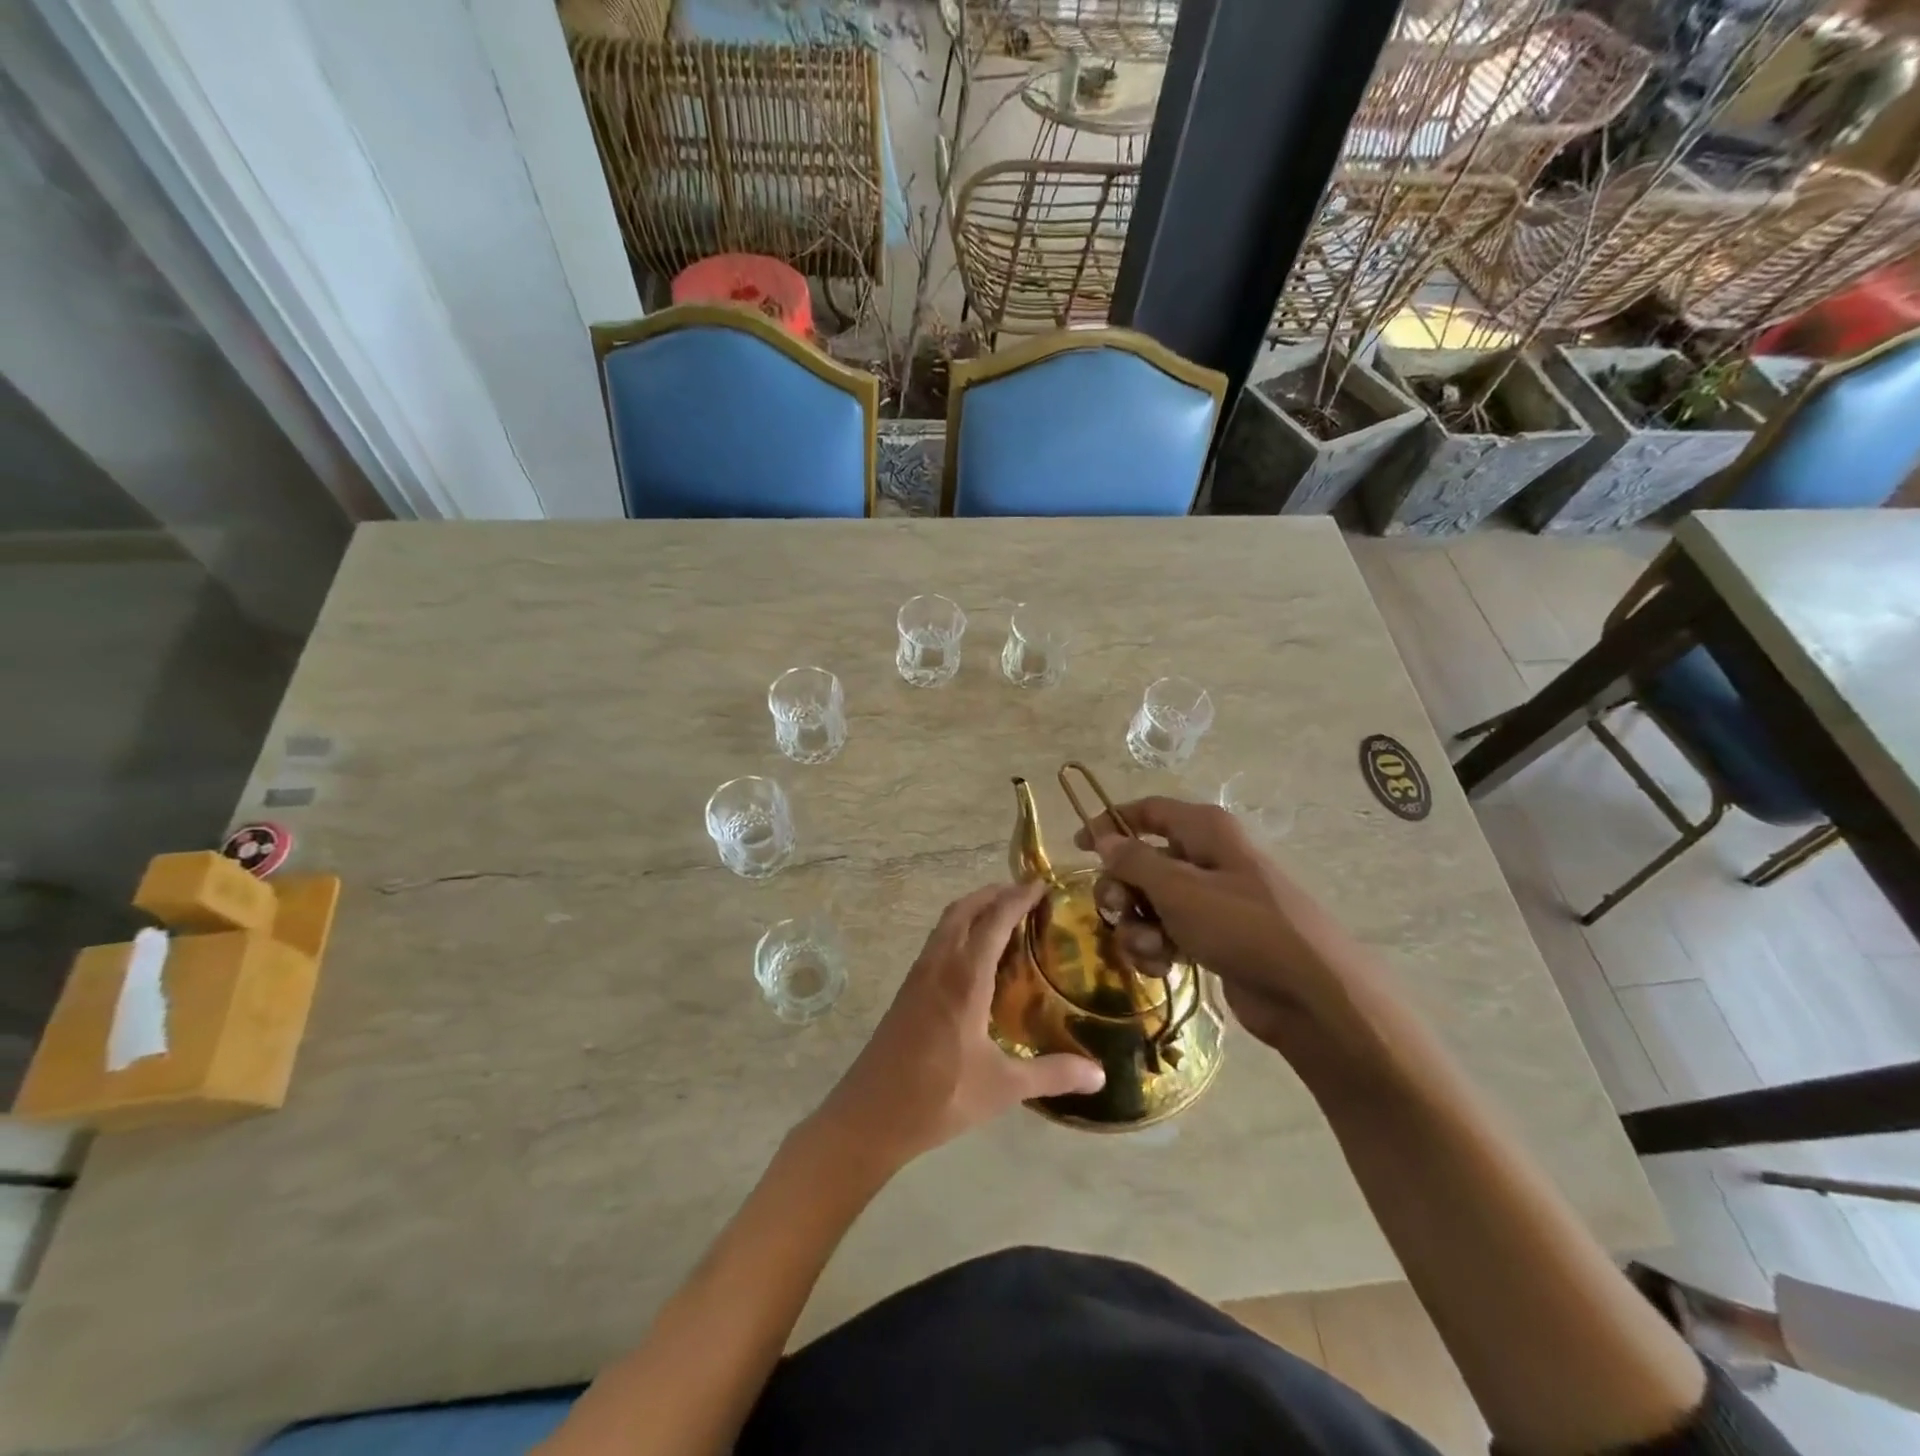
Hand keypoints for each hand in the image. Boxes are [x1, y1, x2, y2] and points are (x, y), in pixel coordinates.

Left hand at [810, 882, 1105, 1173]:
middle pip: (965, 909)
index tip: (1041, 884)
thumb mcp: (1003, 1088)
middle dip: (993, 893)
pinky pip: (937, 942)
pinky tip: (974, 956)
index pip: (994, 921)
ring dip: (973, 908)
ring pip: (946, 923)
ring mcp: (918, 975)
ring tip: (1003, 915)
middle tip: (1025, 894)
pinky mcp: (907, 990)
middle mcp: (939, 965)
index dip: (1017, 898)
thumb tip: (1101, 1075)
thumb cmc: (939, 1097)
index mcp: (964, 977)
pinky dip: (958, 929)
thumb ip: (1052, 1075)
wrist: (870, 1115)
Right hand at [1073, 797, 1394, 1088]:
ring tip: (1152, 951)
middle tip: (1119, 913)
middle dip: (1122, 890)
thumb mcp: (1179, 888)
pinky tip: (1164, 967)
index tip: (1079, 848)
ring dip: (1138, 927)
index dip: (1110, 823)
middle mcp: (1207, 857)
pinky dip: (1158, 948)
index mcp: (1204, 829)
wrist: (1310, 993)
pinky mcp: (1214, 937)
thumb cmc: (1242, 925)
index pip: (1147, 811)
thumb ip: (1134, 861)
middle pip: (1142, 861)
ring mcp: (1212, 899)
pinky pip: (1169, 932)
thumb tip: (1105, 839)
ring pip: (1151, 902)